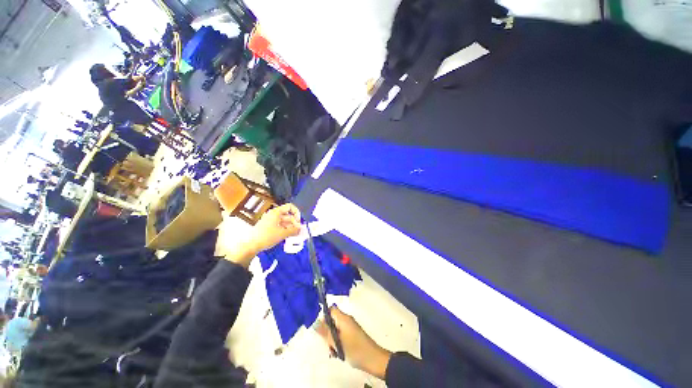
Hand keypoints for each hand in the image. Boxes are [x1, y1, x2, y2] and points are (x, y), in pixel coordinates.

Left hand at [248, 203, 301, 252]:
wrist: (251, 245)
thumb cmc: (267, 236)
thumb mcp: (282, 233)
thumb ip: (294, 230)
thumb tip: (301, 229)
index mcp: (276, 212)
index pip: (290, 207)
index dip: (296, 213)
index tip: (299, 222)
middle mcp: (274, 214)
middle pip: (288, 215)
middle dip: (295, 223)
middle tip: (299, 231)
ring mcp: (271, 221)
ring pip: (285, 221)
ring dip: (291, 227)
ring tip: (295, 235)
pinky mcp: (268, 227)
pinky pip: (280, 226)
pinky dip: (285, 230)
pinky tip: (289, 236)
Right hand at [316, 307, 391, 379]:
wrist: (373, 359)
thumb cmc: (355, 348)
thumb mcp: (337, 342)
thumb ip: (325, 332)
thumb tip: (315, 322)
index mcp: (343, 318)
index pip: (331, 309)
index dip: (324, 316)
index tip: (321, 329)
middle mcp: (347, 320)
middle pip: (332, 320)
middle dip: (327, 332)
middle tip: (328, 345)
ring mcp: (350, 327)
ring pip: (336, 330)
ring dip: (332, 340)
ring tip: (334, 352)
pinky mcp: (353, 335)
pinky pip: (342, 335)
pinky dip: (338, 343)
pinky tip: (339, 354)